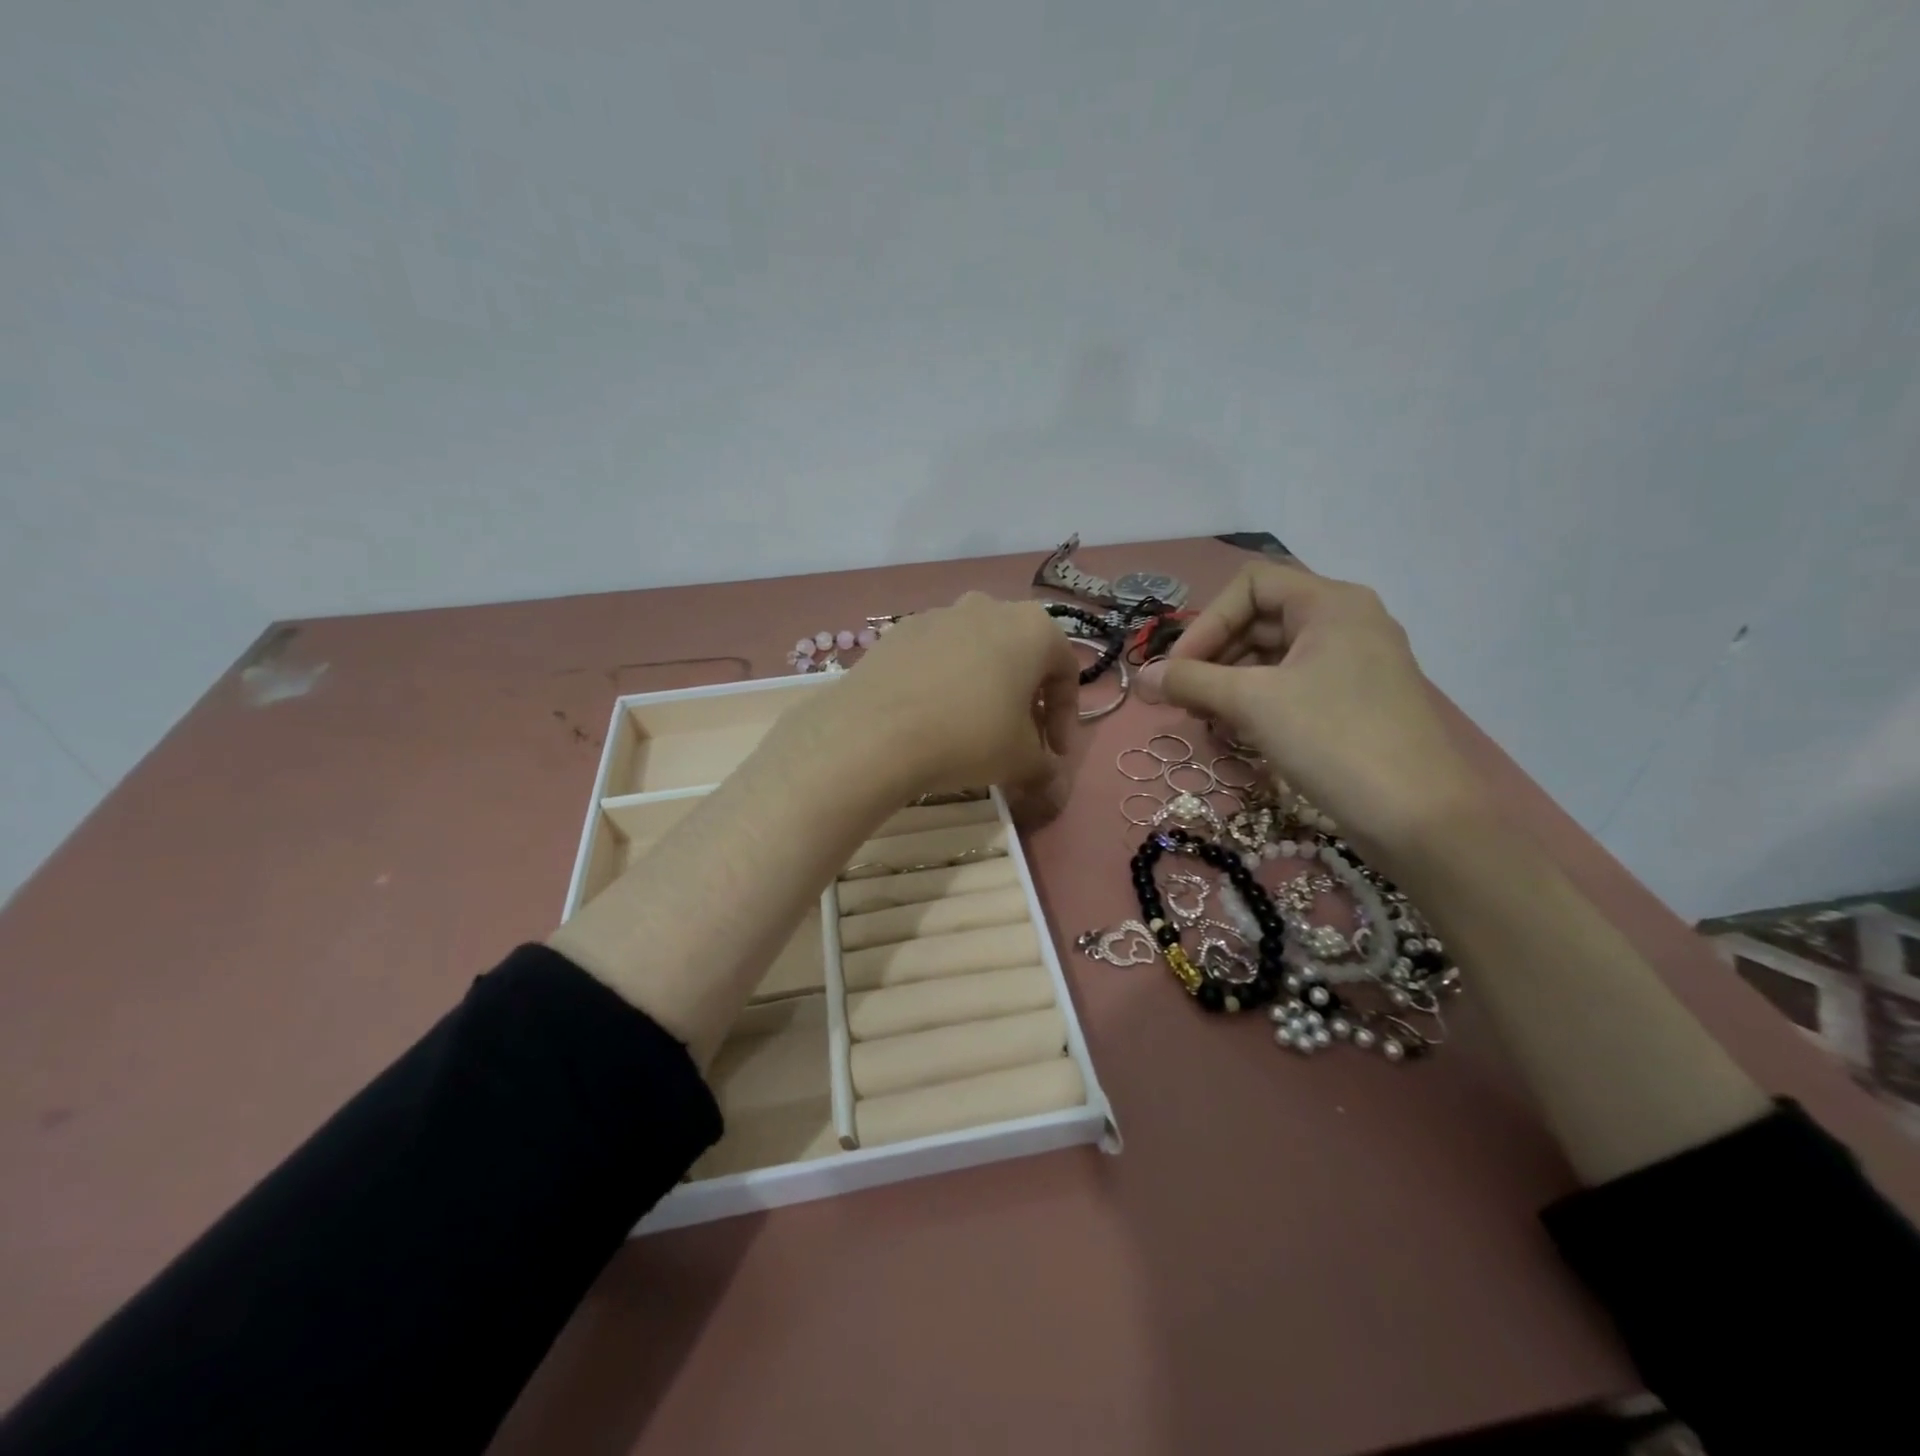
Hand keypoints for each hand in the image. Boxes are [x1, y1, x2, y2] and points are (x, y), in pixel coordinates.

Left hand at [832, 593, 1082, 808]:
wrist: (875, 733)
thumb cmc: (969, 737)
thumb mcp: (1021, 761)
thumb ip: (1045, 768)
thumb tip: (1050, 784)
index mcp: (1032, 627)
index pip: (1064, 671)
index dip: (1065, 718)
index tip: (1053, 754)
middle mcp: (987, 607)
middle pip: (1019, 655)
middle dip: (1025, 699)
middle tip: (1018, 739)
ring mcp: (938, 614)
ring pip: (975, 652)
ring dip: (983, 688)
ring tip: (972, 729)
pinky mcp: (897, 632)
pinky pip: (935, 657)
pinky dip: (943, 683)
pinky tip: (930, 717)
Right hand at [1141, 561, 1484, 861]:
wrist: (1420, 818)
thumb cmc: (1334, 740)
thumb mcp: (1253, 704)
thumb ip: (1190, 682)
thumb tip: (1141, 677)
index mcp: (1331, 603)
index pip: (1250, 585)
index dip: (1207, 622)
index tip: (1178, 670)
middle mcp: (1347, 622)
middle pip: (1261, 619)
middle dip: (1214, 655)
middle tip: (1184, 699)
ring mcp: (1355, 663)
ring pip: (1275, 656)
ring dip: (1231, 681)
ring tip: (1206, 718)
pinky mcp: (1356, 701)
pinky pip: (1293, 684)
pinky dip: (1258, 700)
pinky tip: (1238, 731)